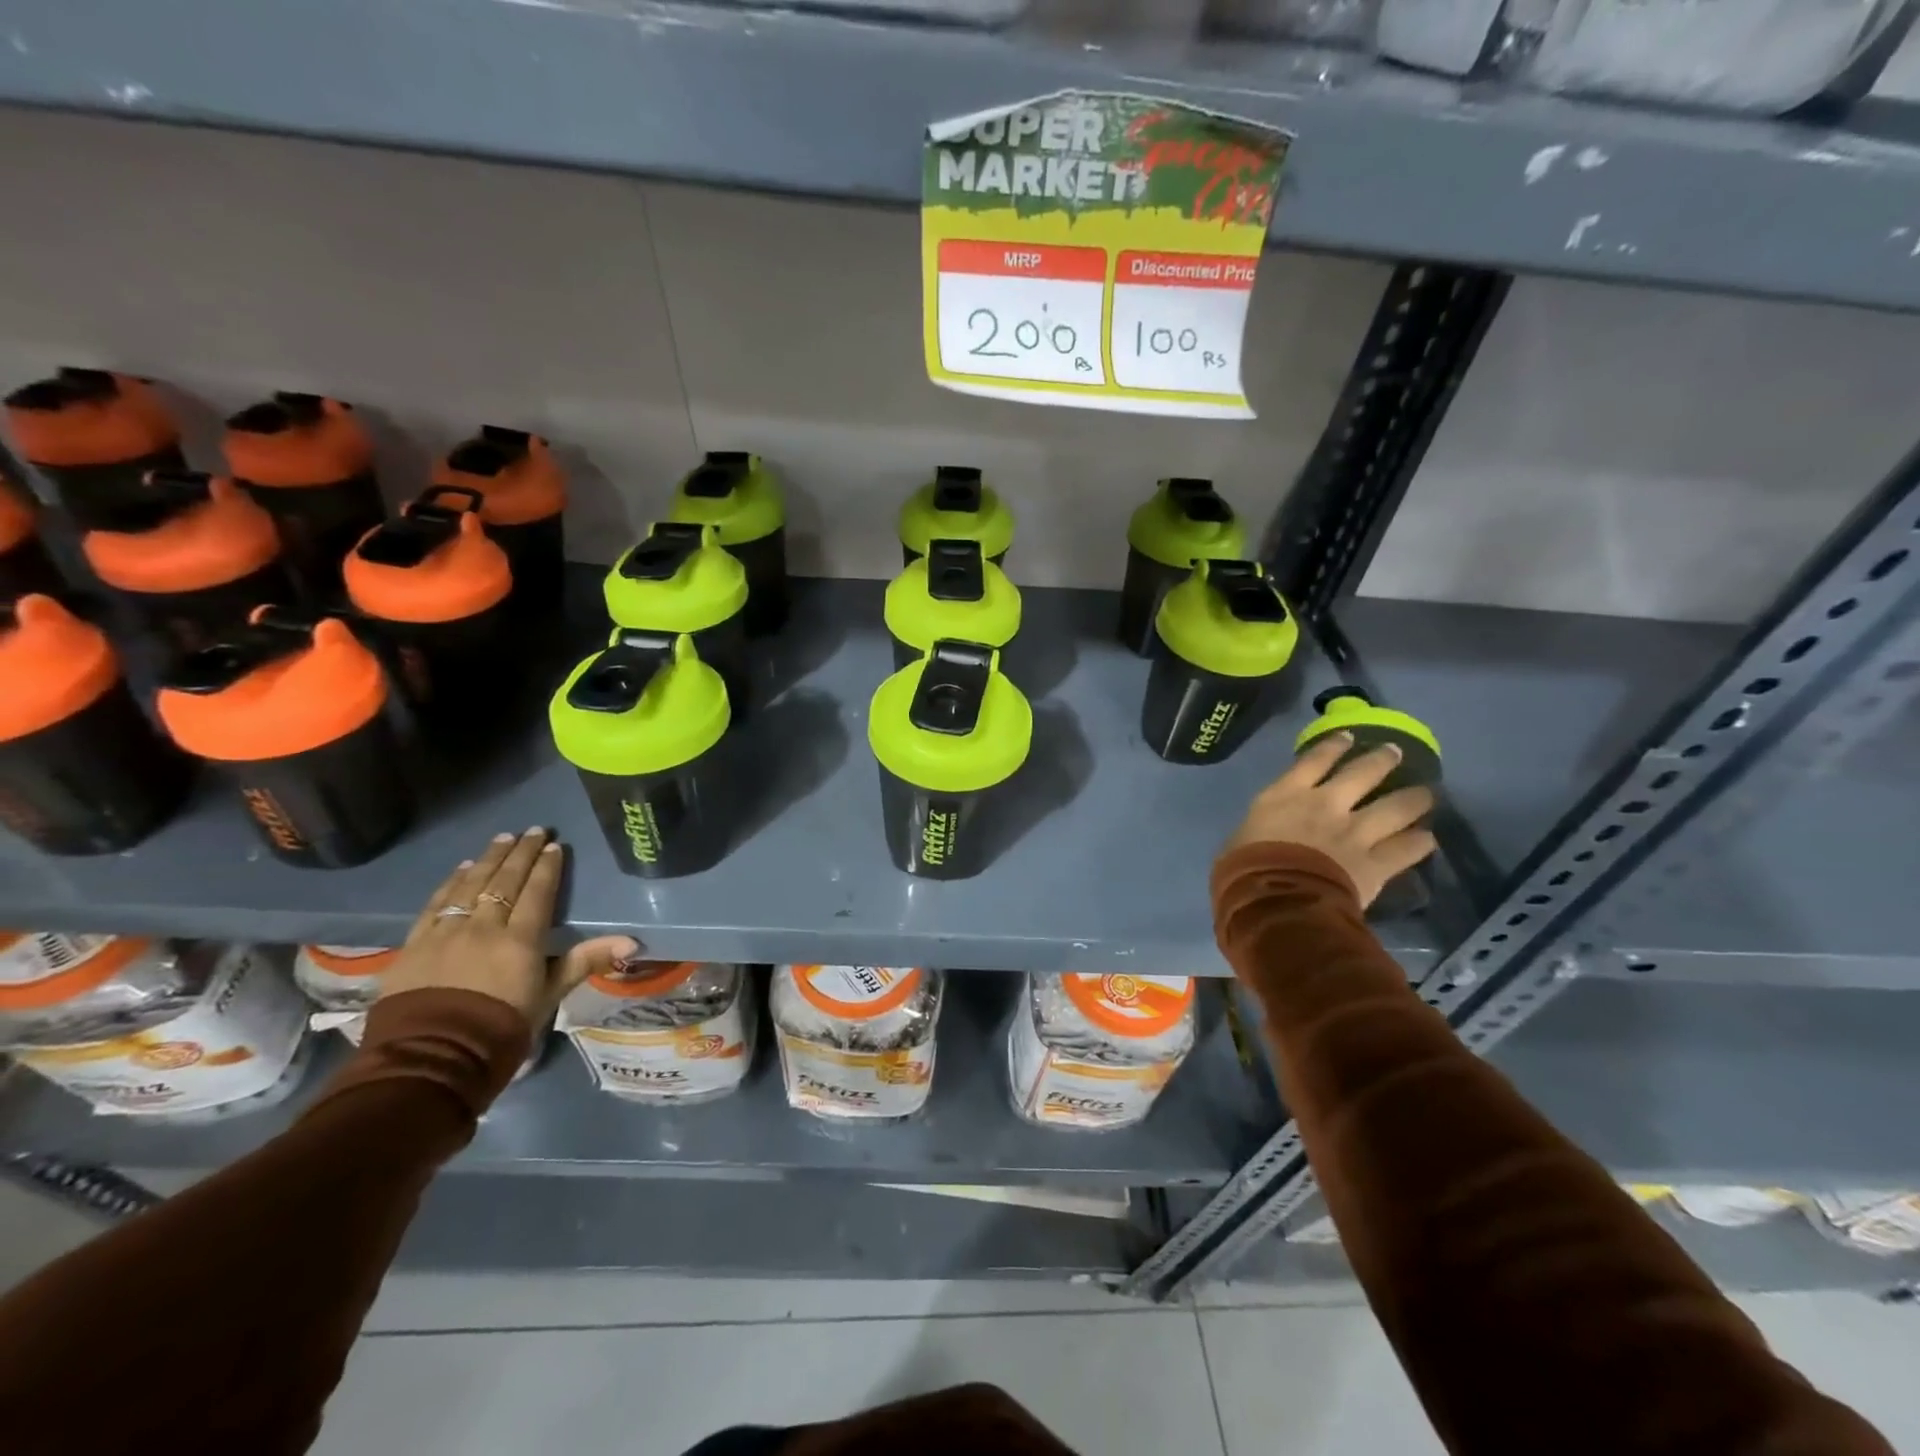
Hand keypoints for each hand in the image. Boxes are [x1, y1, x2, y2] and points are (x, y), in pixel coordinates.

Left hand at [376, 827, 636, 1027]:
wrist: (431, 1059)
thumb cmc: (501, 1028)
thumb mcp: (549, 996)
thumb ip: (586, 961)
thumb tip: (632, 942)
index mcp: (521, 939)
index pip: (538, 892)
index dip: (547, 867)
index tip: (554, 846)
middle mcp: (484, 926)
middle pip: (505, 881)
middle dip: (522, 853)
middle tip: (533, 830)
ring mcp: (447, 932)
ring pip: (472, 885)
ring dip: (490, 859)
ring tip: (502, 839)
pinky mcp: (416, 944)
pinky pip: (437, 903)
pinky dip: (453, 882)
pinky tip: (463, 868)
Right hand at [1224, 735, 1437, 908]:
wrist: (1274, 898)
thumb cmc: (1242, 868)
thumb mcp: (1241, 837)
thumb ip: (1262, 829)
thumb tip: (1264, 836)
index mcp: (1287, 795)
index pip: (1314, 760)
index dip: (1334, 746)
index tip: (1348, 736)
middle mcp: (1327, 804)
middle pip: (1363, 773)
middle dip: (1381, 760)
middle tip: (1395, 753)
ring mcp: (1355, 832)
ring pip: (1396, 807)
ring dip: (1414, 798)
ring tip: (1425, 794)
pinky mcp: (1375, 862)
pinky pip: (1406, 849)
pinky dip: (1418, 842)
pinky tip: (1426, 839)